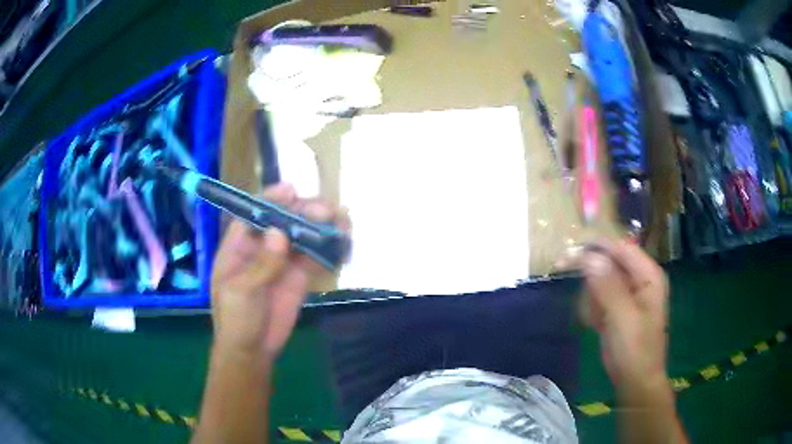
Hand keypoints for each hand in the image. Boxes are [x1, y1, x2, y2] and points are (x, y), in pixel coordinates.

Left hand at [210, 183, 342, 357]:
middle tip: (324, 211)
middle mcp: (261, 248)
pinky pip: (313, 258)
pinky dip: (327, 249)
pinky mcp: (298, 276)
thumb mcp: (242, 292)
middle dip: (302, 212)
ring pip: (301, 237)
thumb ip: (261, 264)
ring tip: (340, 221)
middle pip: (282, 221)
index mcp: (239, 246)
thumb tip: (279, 233)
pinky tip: (343, 243)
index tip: (292, 190)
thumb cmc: (236, 319)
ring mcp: (281, 261)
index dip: (272, 199)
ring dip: (319, 227)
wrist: (253, 351)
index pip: (254, 214)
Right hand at [579, 240, 669, 388]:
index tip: (567, 257)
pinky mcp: (618, 307)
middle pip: (609, 262)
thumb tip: (589, 257)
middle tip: (571, 283)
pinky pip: (599, 296)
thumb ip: (608, 286)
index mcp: (648, 275)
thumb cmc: (635, 350)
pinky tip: (596, 324)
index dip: (595, 249)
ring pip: (600, 279)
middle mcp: (639, 279)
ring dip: (592, 298)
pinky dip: (593, 308)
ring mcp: (628, 293)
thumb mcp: (622, 318)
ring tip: (596, 320)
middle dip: (591, 277)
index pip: (620, 248)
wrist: (635, 381)